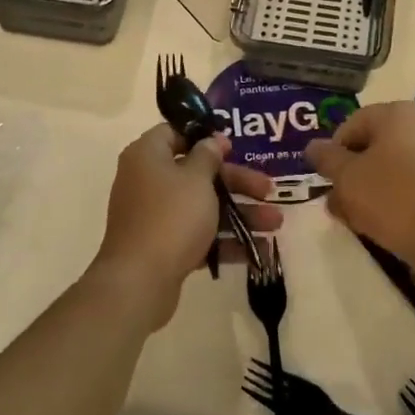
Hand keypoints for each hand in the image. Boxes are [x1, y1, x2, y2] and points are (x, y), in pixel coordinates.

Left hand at [93, 124, 282, 328]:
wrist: (139, 281)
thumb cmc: (170, 217)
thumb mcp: (196, 179)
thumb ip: (207, 156)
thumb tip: (211, 140)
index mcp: (148, 156)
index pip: (174, 133)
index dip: (204, 138)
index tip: (232, 147)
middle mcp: (147, 181)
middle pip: (197, 172)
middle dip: (237, 183)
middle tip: (269, 189)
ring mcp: (155, 216)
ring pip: (202, 206)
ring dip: (240, 214)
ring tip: (276, 224)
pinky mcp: (163, 246)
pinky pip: (198, 235)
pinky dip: (225, 240)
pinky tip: (258, 250)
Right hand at [304, 102, 414, 281]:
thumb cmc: (393, 199)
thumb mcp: (347, 178)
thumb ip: (326, 158)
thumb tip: (313, 147)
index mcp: (398, 114)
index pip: (351, 125)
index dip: (332, 153)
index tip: (326, 182)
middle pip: (372, 147)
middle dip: (350, 175)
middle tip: (338, 204)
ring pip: (391, 168)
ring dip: (368, 190)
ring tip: (356, 220)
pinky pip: (412, 184)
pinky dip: (394, 199)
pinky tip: (384, 225)